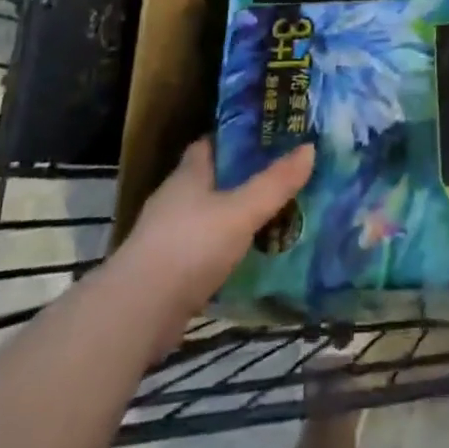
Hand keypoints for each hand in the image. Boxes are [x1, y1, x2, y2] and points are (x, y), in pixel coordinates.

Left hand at [114, 139, 314, 340]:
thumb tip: (310, 147)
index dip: (238, 137)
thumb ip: (275, 183)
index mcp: (189, 174)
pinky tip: (254, 254)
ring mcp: (170, 236)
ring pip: (212, 215)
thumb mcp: (241, 210)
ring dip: (238, 215)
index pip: (212, 143)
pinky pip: (208, 248)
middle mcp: (176, 199)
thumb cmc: (190, 246)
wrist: (139, 312)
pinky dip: (229, 248)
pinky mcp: (171, 270)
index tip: (270, 135)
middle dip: (245, 176)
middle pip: (214, 179)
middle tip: (284, 175)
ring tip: (278, 213)